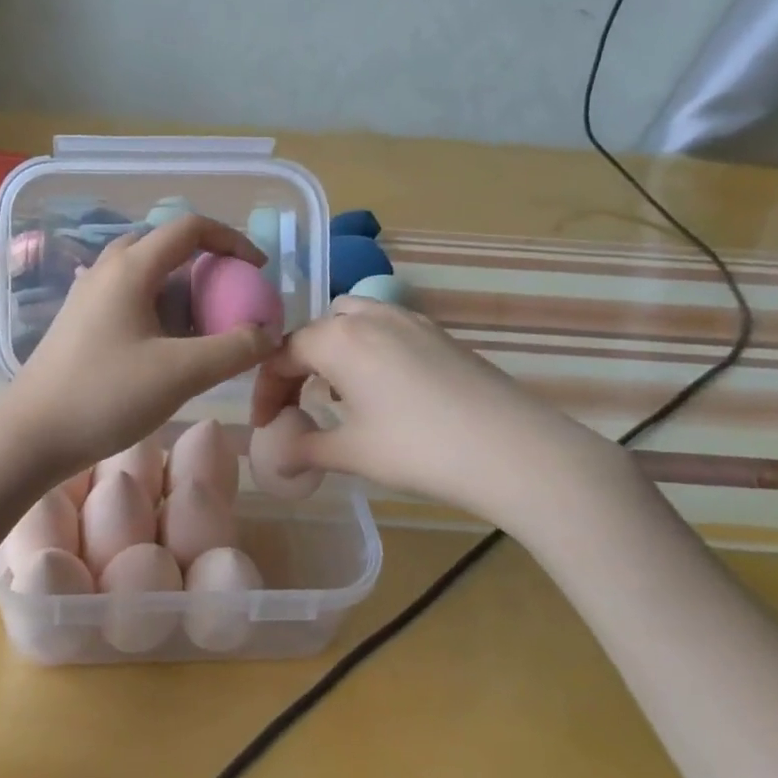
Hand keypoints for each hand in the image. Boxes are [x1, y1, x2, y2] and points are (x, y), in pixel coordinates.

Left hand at [0, 215, 278, 481]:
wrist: (29, 435)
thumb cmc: (104, 396)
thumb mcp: (181, 374)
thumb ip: (234, 349)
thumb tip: (268, 333)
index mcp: (130, 268)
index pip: (189, 228)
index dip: (232, 240)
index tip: (257, 271)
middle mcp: (106, 271)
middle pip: (166, 249)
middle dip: (206, 269)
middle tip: (229, 304)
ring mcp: (87, 296)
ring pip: (146, 277)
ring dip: (181, 294)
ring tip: (202, 333)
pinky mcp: (79, 323)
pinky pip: (128, 300)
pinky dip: (158, 312)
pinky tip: (165, 351)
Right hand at [251, 297, 624, 531]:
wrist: (512, 449)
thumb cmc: (418, 448)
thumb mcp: (351, 453)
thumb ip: (303, 449)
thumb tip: (274, 461)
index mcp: (338, 339)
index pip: (282, 355)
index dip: (265, 390)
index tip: (264, 424)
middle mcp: (370, 316)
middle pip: (315, 332)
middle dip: (297, 367)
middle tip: (295, 406)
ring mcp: (410, 320)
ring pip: (353, 321)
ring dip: (333, 352)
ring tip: (336, 395)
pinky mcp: (440, 334)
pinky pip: (386, 329)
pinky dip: (368, 351)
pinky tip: (382, 391)